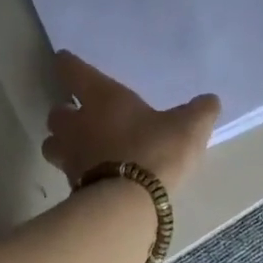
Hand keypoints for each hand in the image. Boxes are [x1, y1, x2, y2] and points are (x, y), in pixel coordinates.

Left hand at [42, 52, 220, 191]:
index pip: (73, 71)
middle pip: (55, 112)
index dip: (67, 64)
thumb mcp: (189, 126)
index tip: (64, 60)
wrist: (131, 202)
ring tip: (78, 147)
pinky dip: (76, 171)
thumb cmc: (156, 149)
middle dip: (64, 112)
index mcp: (101, 97)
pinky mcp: (72, 187)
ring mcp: (71, 157)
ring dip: (61, 143)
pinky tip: (93, 175)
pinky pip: (68, 173)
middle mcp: (78, 123)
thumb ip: (199, 111)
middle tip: (77, 114)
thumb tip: (210, 101)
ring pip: (52, 144)